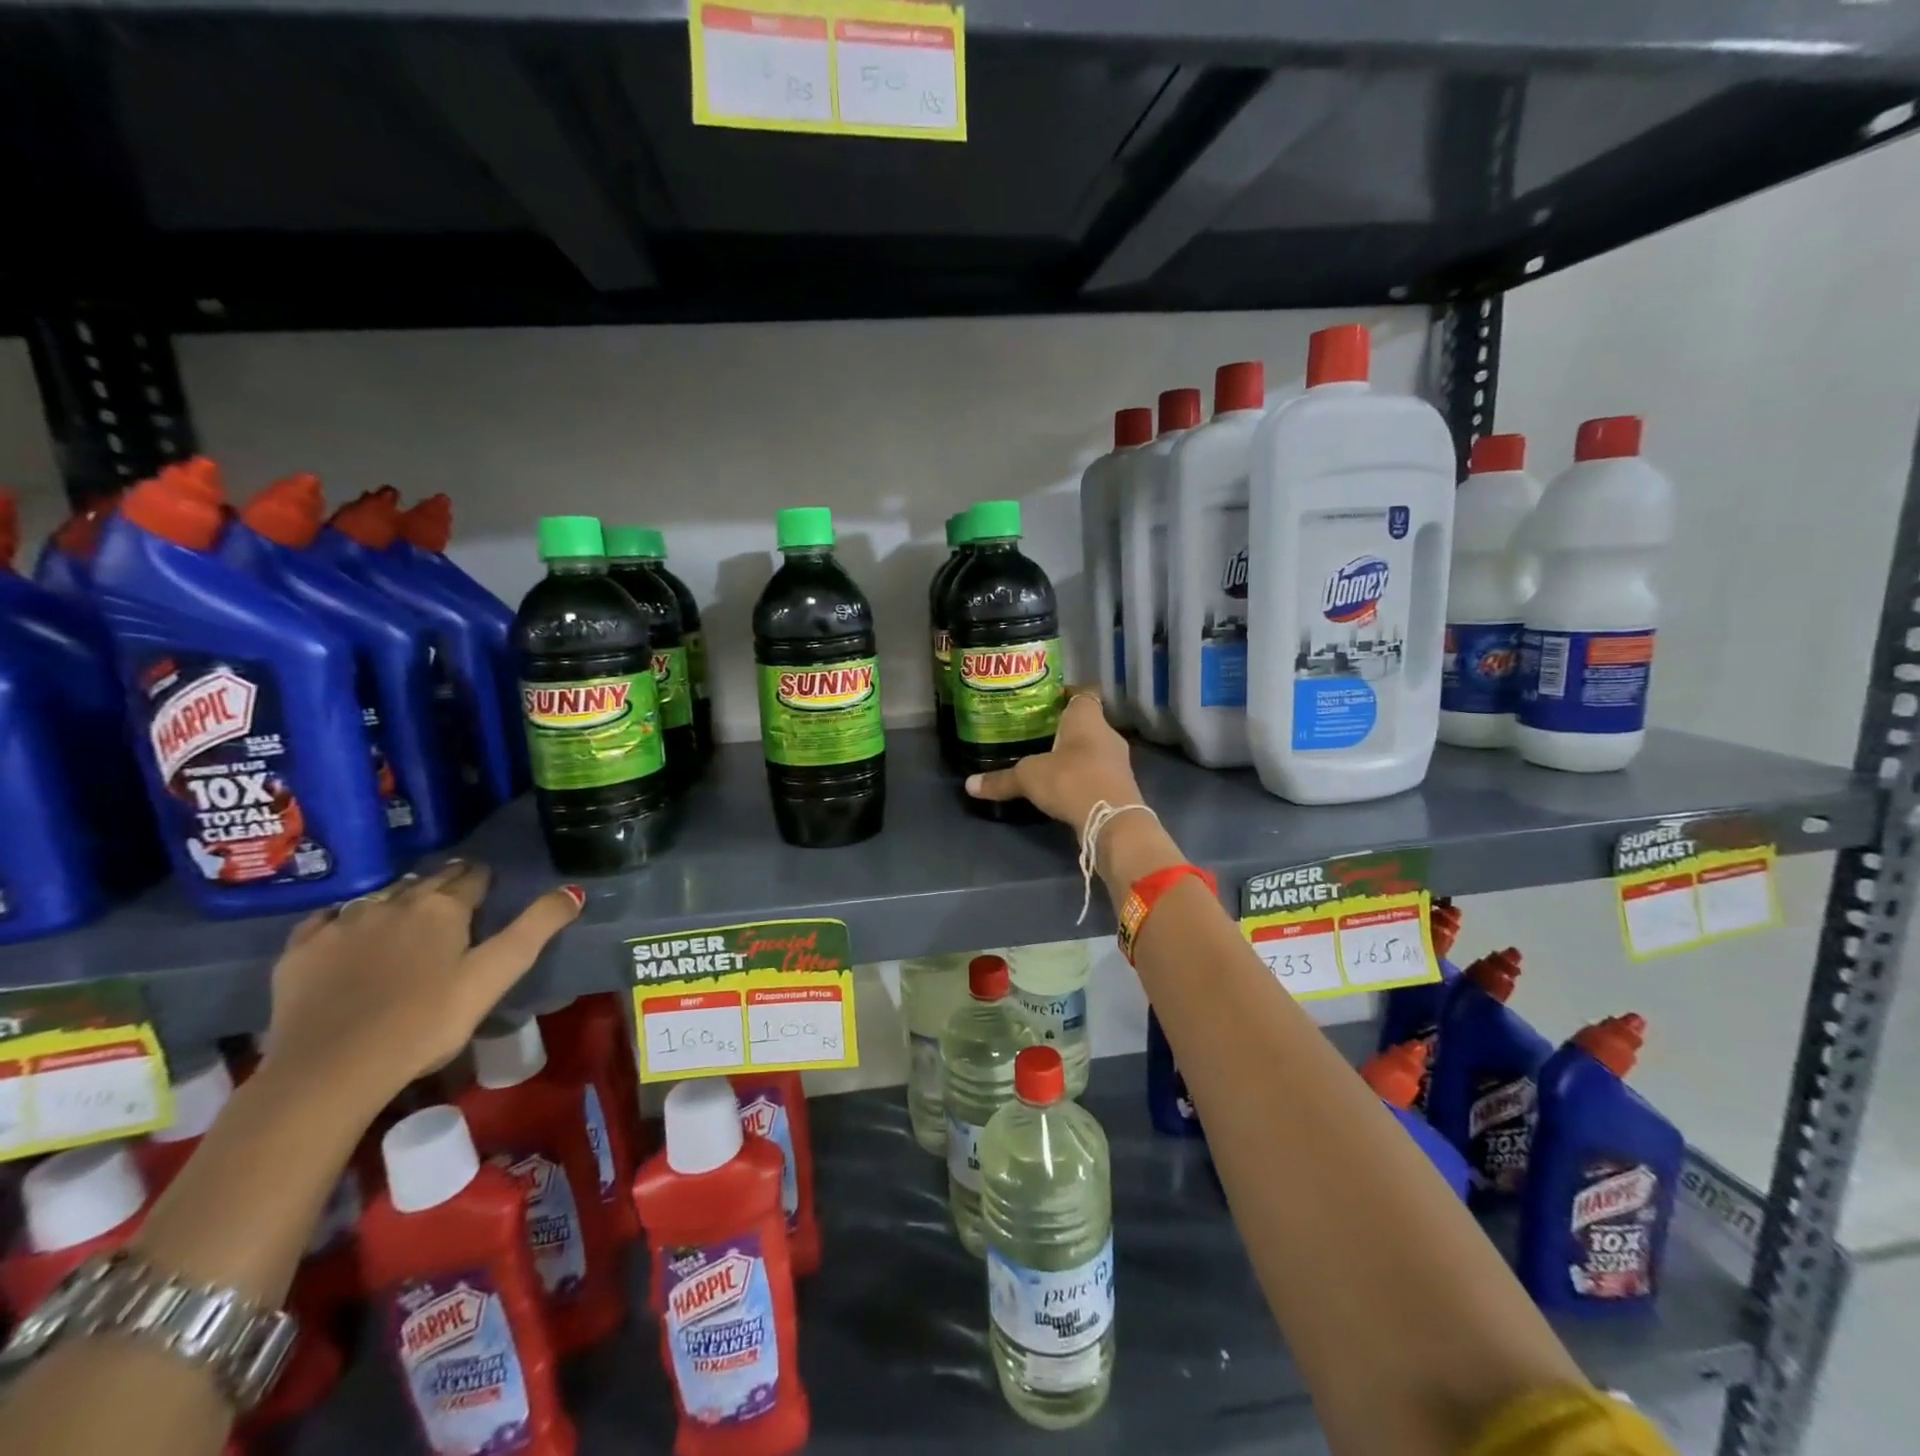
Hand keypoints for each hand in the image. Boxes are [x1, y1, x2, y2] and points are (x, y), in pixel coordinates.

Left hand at [262, 862, 581, 1109]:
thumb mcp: (496, 975)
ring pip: (379, 897)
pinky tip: (349, 933)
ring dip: (398, 900)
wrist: (330, 1070)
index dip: (484, 881)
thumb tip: (573, 890)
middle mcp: (393, 902)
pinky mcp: (300, 950)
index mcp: (443, 907)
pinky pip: (328, 919)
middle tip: (455, 900)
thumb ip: (537, 928)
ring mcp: (342, 924)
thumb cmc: (427, 1022)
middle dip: (443, 885)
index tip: (489, 888)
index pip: (472, 877)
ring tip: (407, 916)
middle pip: (426, 882)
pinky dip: (345, 920)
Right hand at [965, 689, 1143, 829]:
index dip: (1065, 694)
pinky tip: (1065, 786)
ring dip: (1075, 754)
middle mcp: (1107, 732)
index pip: (1082, 693)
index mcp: (1087, 717)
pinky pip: (1098, 772)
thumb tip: (969, 784)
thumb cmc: (1070, 779)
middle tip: (1037, 732)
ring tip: (1048, 760)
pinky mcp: (1121, 785)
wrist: (1112, 819)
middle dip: (1064, 728)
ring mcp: (1118, 760)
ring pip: (1093, 748)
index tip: (1046, 700)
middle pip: (1086, 722)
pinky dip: (1083, 776)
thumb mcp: (1028, 777)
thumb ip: (1001, 780)